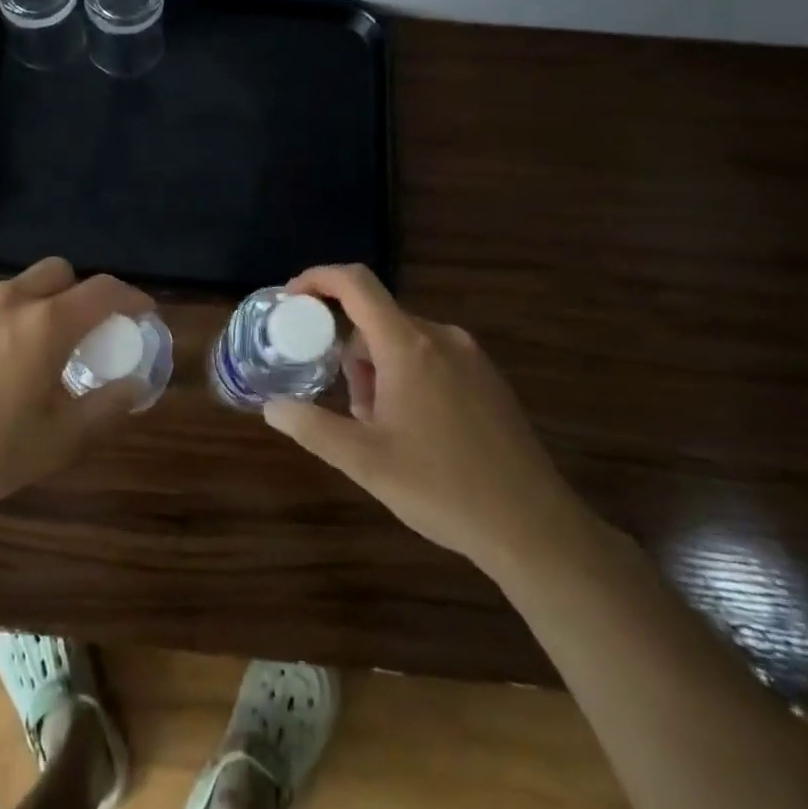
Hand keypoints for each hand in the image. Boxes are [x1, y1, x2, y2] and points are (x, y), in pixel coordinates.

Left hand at [0, 257, 154, 518]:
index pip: (103, 290)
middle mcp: (8, 300)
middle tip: (82, 332)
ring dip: (36, 306)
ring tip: (28, 352)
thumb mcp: (59, 441)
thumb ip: (106, 407)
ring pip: (16, 287)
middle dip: (79, 292)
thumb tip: (135, 385)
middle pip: (58, 272)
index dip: (131, 297)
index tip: (142, 313)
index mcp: (45, 324)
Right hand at [262, 264, 586, 575]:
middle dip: (349, 354)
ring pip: (402, 342)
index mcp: (408, 345)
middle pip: (375, 320)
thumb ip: (311, 426)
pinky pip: (431, 358)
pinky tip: (415, 432)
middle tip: (347, 406)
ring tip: (382, 429)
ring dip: (377, 371)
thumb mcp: (364, 461)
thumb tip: (272, 406)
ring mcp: (470, 357)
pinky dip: (407, 378)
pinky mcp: (488, 379)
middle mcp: (440, 337)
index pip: (355, 283)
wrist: (534, 529)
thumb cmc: (442, 488)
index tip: (291, 301)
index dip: (317, 279)